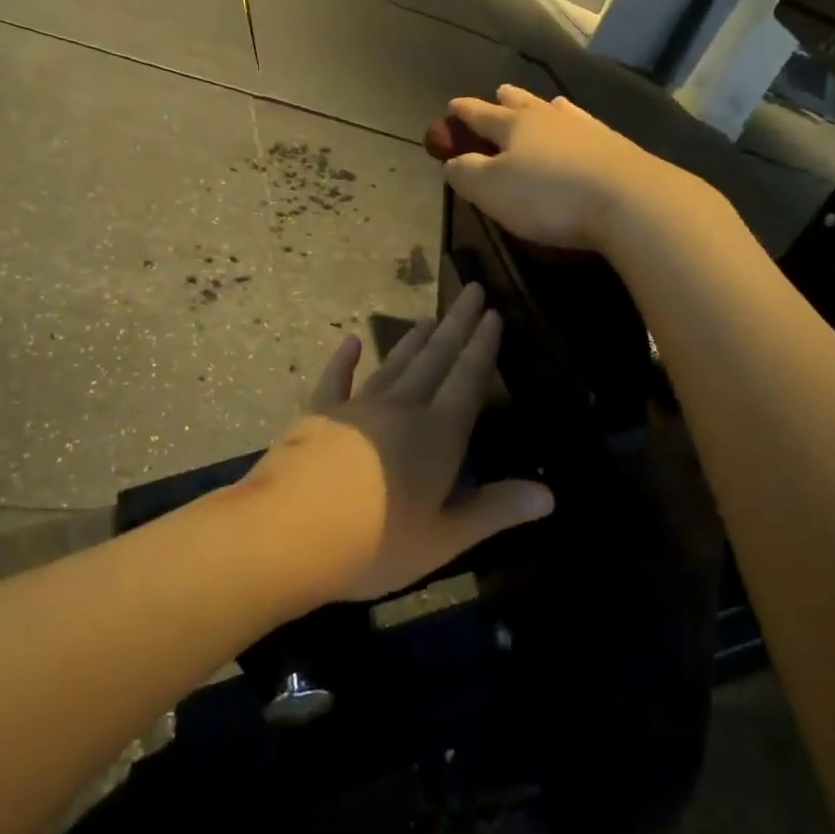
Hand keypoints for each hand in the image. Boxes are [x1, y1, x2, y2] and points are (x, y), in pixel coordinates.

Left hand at [253, 283, 552, 603]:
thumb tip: (550, 496)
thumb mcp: (443, 540)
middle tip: (471, 289)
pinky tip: (349, 341)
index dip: (483, 346)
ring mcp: (357, 408)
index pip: (468, 380)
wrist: (284, 536)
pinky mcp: (318, 416)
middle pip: (436, 357)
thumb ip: (495, 511)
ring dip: (415, 340)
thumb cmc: (373, 544)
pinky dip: (343, 360)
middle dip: (457, 324)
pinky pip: (336, 380)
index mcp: (438, 435)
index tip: (493, 313)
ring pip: (394, 363)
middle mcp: (402, 409)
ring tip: (432, 317)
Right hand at [441, 86, 704, 254]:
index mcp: (514, 126)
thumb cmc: (548, 196)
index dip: (464, 112)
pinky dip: (576, 121)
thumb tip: (453, 161)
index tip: (453, 106)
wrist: (628, 199)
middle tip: (499, 92)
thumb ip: (466, 173)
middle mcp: (549, 119)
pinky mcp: (615, 146)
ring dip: (545, 107)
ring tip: (544, 102)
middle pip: (522, 105)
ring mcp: (586, 129)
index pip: (481, 114)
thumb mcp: (492, 190)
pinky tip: (583, 123)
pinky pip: (586, 125)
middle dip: (507, 101)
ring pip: (557, 111)